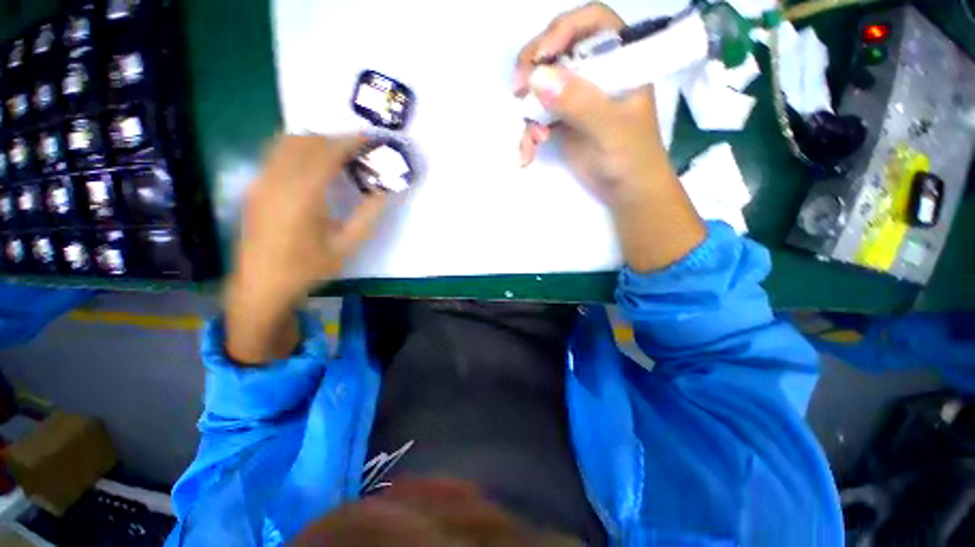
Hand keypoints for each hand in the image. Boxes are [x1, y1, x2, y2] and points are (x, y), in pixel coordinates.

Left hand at [225, 135, 386, 364]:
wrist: (262, 285)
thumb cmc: (308, 268)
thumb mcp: (346, 246)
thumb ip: (368, 216)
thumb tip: (385, 191)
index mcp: (303, 196)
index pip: (327, 153)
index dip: (349, 142)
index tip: (368, 139)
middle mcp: (277, 180)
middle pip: (305, 141)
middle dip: (333, 139)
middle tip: (357, 150)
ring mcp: (261, 182)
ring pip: (286, 143)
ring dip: (314, 142)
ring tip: (337, 155)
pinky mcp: (254, 187)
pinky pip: (276, 154)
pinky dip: (298, 150)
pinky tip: (312, 167)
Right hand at [515, 2, 662, 205]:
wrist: (627, 192)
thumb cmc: (631, 159)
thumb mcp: (610, 129)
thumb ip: (579, 103)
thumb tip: (537, 78)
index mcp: (620, 61)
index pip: (591, 23)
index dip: (563, 30)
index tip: (541, 57)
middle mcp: (596, 73)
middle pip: (558, 50)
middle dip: (533, 69)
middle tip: (518, 90)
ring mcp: (577, 98)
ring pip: (542, 86)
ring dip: (528, 110)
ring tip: (530, 138)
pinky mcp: (563, 121)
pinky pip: (538, 117)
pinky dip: (528, 134)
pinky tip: (527, 154)